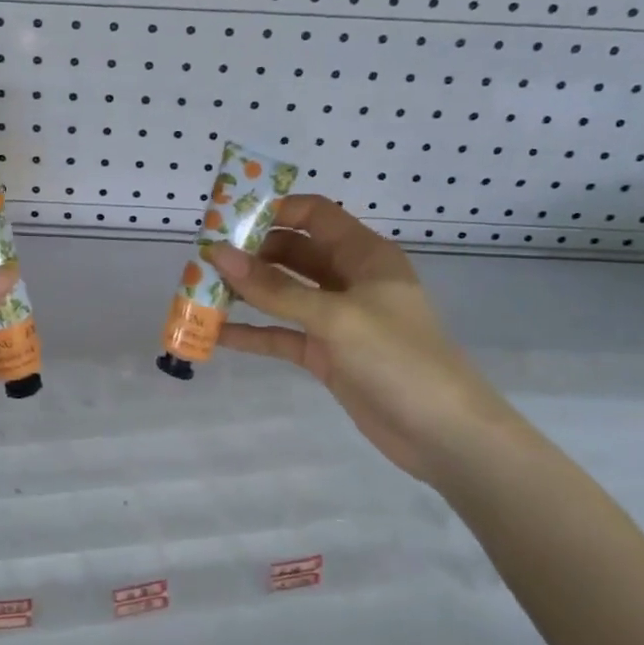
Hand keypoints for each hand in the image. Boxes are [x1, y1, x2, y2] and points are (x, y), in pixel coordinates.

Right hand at [208, 196, 517, 481]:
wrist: (443, 434)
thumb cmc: (398, 358)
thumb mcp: (335, 317)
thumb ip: (275, 289)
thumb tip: (219, 254)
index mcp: (364, 255)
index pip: (314, 215)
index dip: (272, 210)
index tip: (225, 218)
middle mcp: (349, 280)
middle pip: (292, 253)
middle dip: (250, 253)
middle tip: (203, 258)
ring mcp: (336, 319)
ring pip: (282, 295)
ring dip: (245, 293)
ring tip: (200, 291)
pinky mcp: (326, 354)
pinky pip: (281, 334)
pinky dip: (252, 332)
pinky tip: (216, 335)